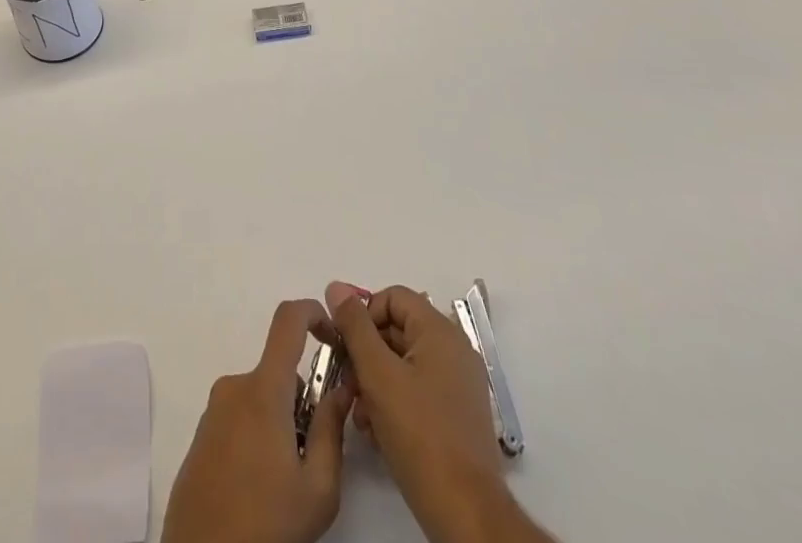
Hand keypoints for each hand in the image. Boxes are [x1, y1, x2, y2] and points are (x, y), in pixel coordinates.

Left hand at [161, 299, 352, 542]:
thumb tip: (340, 389)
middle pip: (279, 372)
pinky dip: (258, 437)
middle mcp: (235, 386)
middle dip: (303, 402)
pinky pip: (240, 418)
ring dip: (280, 424)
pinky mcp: (202, 434)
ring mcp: (214, 409)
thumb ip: (332, 431)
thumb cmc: (266, 525)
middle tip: (313, 456)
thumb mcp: (318, 489)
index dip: (314, 313)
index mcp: (263, 389)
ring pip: (262, 399)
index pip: (288, 320)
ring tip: (286, 482)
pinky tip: (260, 489)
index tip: (336, 338)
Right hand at [328, 284, 552, 542]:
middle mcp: (454, 350)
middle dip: (366, 352)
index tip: (345, 346)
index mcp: (439, 331)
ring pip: (404, 363)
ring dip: (375, 381)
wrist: (467, 514)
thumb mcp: (377, 374)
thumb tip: (335, 287)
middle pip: (397, 329)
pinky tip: (377, 430)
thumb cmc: (419, 435)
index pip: (392, 297)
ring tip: (359, 413)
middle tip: (347, 382)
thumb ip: (354, 326)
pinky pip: (418, 390)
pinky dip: (394, 400)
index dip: (364, 315)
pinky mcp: (457, 415)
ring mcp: (459, 384)